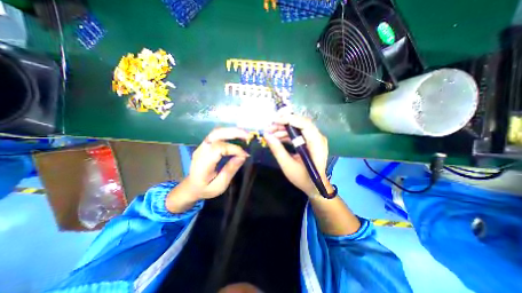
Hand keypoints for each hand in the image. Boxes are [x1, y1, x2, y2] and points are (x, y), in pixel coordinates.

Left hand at [167, 128, 248, 212]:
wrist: (191, 187)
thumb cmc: (205, 189)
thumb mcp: (219, 186)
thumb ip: (230, 170)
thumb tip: (243, 156)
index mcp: (202, 164)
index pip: (218, 148)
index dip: (233, 149)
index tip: (245, 155)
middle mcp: (201, 151)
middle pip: (216, 134)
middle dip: (234, 132)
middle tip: (248, 136)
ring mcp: (202, 146)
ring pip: (217, 131)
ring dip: (232, 131)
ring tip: (245, 134)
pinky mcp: (205, 144)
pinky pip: (217, 134)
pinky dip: (229, 133)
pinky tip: (237, 136)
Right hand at [263, 115, 331, 195]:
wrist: (315, 186)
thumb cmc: (303, 178)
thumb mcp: (288, 165)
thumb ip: (277, 149)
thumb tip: (266, 135)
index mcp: (316, 144)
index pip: (305, 124)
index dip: (289, 119)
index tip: (274, 120)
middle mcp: (318, 138)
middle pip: (300, 124)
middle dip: (283, 124)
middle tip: (269, 127)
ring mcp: (314, 139)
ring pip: (298, 128)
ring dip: (283, 129)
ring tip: (270, 133)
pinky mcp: (310, 142)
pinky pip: (298, 134)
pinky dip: (287, 134)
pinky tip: (277, 138)